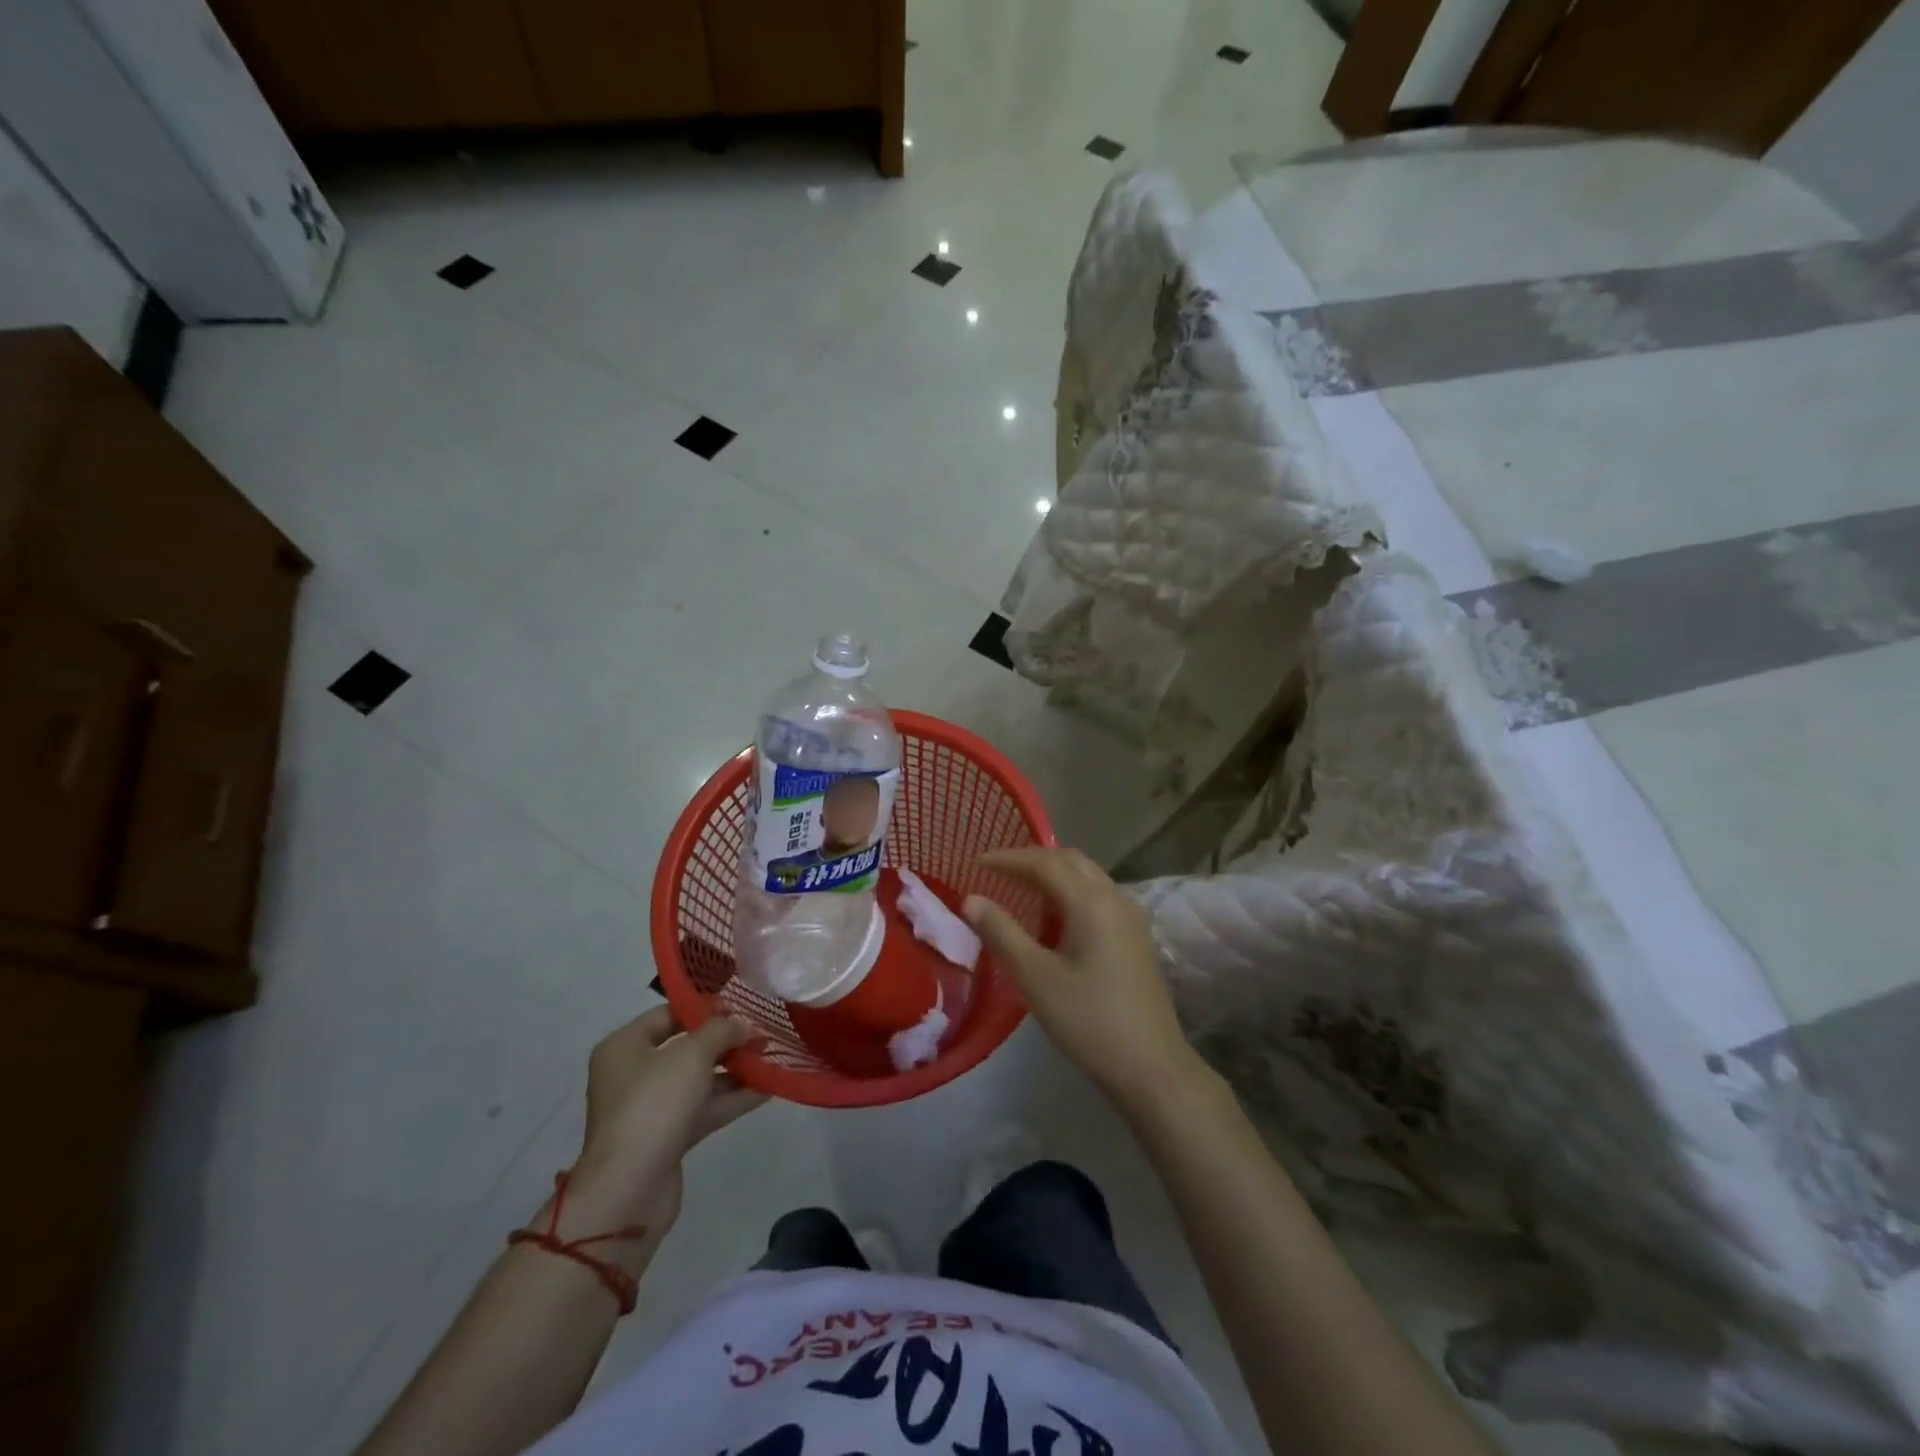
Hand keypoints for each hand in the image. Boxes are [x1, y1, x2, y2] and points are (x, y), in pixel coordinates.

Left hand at [567, 1006, 765, 1234]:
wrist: (630, 1189)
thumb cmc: (653, 1104)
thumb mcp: (692, 1054)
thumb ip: (721, 1031)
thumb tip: (742, 1024)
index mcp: (625, 1046)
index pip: (669, 1014)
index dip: (705, 1007)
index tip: (742, 1006)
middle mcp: (633, 1074)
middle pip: (686, 1047)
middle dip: (726, 1040)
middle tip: (762, 1032)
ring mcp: (650, 1108)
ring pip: (699, 1080)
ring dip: (734, 1070)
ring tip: (772, 1057)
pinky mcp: (667, 1138)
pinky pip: (704, 1109)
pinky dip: (732, 1098)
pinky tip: (767, 1088)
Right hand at [964, 847, 1202, 1113]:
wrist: (1151, 1067)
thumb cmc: (1088, 1021)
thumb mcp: (1035, 978)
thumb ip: (1001, 933)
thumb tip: (971, 899)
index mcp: (1091, 902)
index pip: (1045, 863)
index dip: (1008, 858)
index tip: (977, 861)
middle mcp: (1115, 898)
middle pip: (1070, 861)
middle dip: (1032, 860)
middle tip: (997, 871)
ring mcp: (1130, 917)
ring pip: (1087, 877)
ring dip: (1053, 875)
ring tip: (1019, 890)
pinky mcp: (1135, 937)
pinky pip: (1098, 896)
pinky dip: (1070, 893)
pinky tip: (1053, 919)